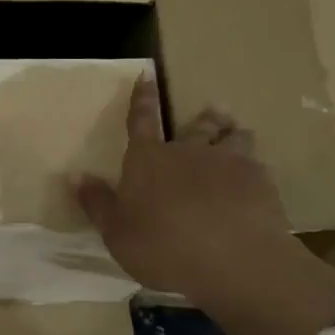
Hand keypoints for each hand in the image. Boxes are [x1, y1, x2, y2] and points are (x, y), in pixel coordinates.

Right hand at [74, 77, 300, 310]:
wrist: (233, 259)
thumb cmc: (163, 247)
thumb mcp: (117, 233)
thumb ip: (98, 203)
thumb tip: (75, 176)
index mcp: (148, 159)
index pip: (141, 120)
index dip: (142, 98)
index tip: (147, 75)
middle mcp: (188, 151)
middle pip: (197, 125)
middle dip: (202, 118)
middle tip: (210, 112)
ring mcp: (227, 162)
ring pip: (233, 137)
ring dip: (232, 134)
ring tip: (237, 134)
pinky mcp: (259, 181)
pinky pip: (256, 164)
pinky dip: (253, 168)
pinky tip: (256, 181)